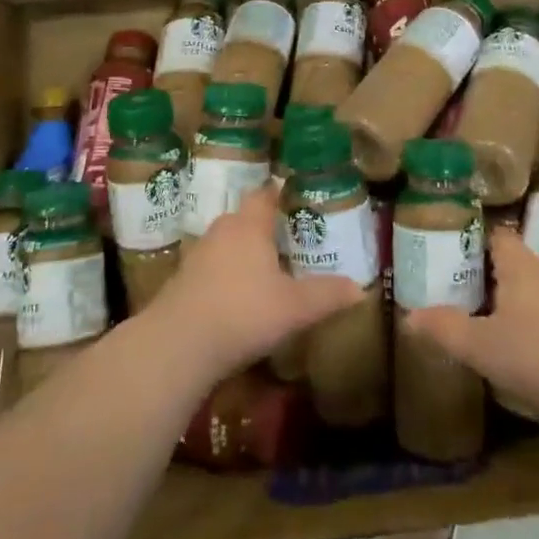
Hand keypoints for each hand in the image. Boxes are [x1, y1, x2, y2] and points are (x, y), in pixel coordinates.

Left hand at [152, 181, 362, 380]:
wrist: (177, 345)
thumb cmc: (243, 312)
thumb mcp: (295, 307)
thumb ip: (327, 295)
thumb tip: (361, 289)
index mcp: (249, 225)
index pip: (265, 195)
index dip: (281, 194)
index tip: (299, 199)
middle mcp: (222, 231)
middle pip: (246, 218)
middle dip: (267, 227)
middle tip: (292, 240)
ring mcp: (198, 255)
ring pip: (228, 243)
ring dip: (246, 252)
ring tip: (269, 269)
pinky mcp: (182, 280)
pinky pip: (213, 267)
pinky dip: (228, 274)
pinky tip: (240, 297)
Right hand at [403, 226, 538, 423]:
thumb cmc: (535, 355)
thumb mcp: (480, 346)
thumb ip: (444, 328)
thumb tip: (409, 317)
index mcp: (520, 264)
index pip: (498, 235)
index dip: (477, 240)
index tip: (457, 253)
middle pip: (518, 260)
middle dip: (496, 273)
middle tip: (470, 290)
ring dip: (522, 297)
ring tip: (499, 319)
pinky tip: (534, 345)